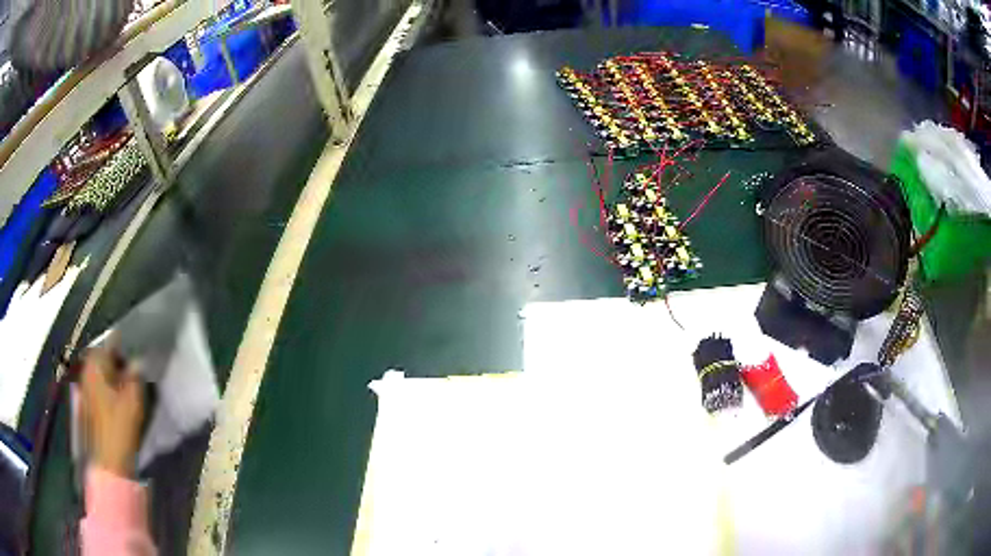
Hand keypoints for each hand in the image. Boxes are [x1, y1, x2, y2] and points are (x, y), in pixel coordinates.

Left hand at [80, 344, 144, 476]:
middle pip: (101, 357)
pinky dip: (105, 388)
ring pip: (98, 373)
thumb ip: (135, 375)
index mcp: (95, 364)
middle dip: (116, 361)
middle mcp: (85, 371)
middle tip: (132, 370)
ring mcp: (83, 389)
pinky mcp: (85, 405)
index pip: (110, 343)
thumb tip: (137, 361)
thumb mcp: (133, 399)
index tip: (136, 352)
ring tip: (125, 386)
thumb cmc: (119, 426)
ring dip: (110, 376)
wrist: (107, 461)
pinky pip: (96, 387)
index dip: (124, 345)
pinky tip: (115, 400)